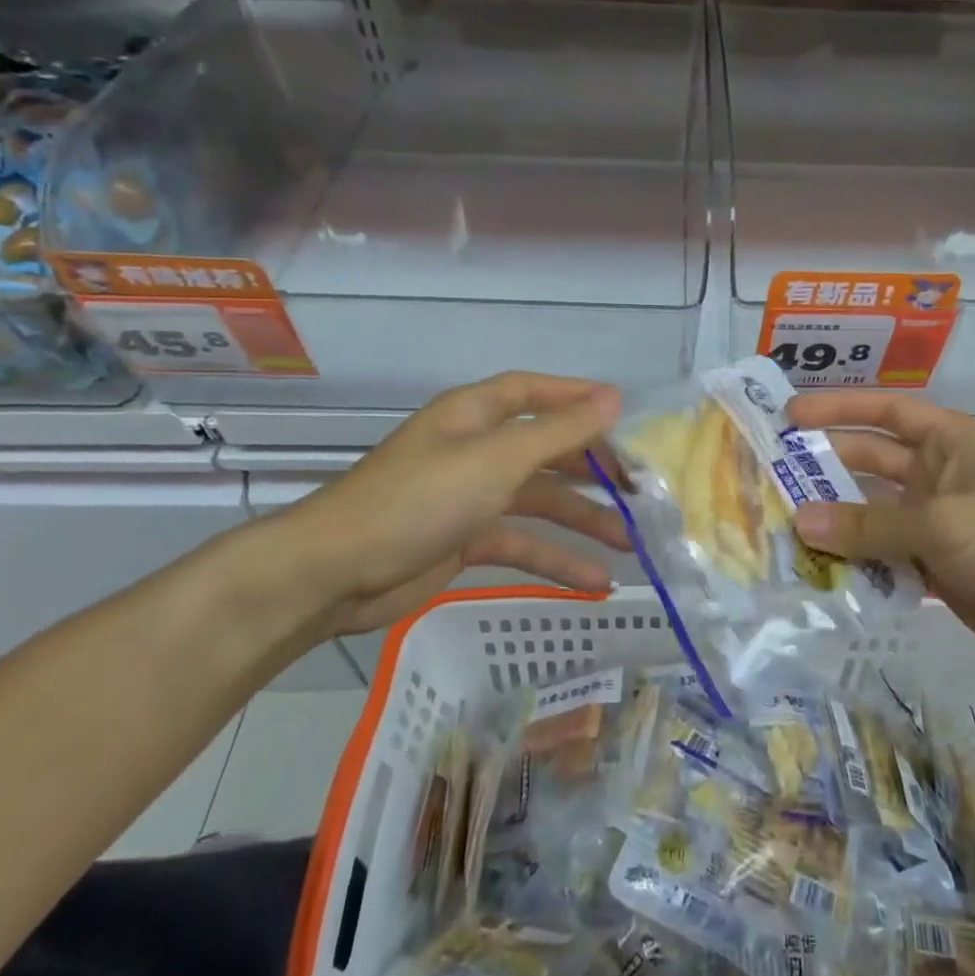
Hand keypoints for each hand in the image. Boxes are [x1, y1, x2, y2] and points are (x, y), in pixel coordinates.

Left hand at [258, 372, 627, 641]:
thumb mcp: (498, 459)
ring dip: (582, 521)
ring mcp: (471, 496)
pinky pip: (521, 542)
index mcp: (476, 415)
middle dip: (592, 469)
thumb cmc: (420, 499)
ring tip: (630, 543)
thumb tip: (614, 397)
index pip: (535, 392)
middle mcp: (476, 448)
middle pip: (546, 450)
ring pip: (539, 501)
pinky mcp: (466, 540)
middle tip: (638, 491)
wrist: (336, 574)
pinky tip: (593, 583)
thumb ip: (559, 432)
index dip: (578, 398)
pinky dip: (554, 559)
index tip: (625, 416)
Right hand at [787, 391, 974, 677]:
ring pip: (872, 512)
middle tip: (770, 473)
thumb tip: (800, 522)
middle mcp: (939, 473)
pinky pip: (884, 554)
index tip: (789, 415)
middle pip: (871, 460)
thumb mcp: (939, 524)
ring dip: (835, 518)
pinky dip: (855, 559)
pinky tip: (816, 567)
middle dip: (825, 466)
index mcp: (950, 441)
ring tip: (781, 523)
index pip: (885, 410)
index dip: (837, 408)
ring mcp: (937, 521)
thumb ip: (867, 524)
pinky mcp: (935, 564)